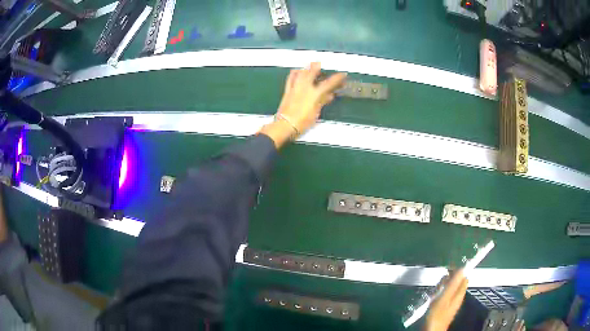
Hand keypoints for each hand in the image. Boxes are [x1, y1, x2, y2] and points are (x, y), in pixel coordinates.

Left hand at [260, 62, 346, 147]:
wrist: (286, 124)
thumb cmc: (302, 121)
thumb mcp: (316, 113)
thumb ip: (323, 102)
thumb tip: (329, 96)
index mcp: (315, 93)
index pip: (329, 83)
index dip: (337, 78)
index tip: (342, 74)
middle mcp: (305, 87)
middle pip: (312, 72)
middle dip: (318, 66)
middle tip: (321, 63)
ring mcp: (295, 87)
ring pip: (301, 72)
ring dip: (306, 67)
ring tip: (310, 64)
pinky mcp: (288, 90)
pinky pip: (290, 78)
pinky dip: (294, 73)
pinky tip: (296, 71)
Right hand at [424, 270, 467, 330]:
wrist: (431, 330)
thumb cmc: (437, 315)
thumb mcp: (444, 297)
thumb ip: (453, 283)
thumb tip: (462, 268)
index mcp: (459, 293)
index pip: (463, 277)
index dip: (457, 271)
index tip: (448, 269)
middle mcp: (458, 296)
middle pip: (457, 282)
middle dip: (448, 279)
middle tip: (439, 283)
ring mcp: (451, 302)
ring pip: (450, 288)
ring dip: (442, 287)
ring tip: (435, 291)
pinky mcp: (444, 307)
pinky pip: (444, 295)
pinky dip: (439, 293)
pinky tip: (433, 298)